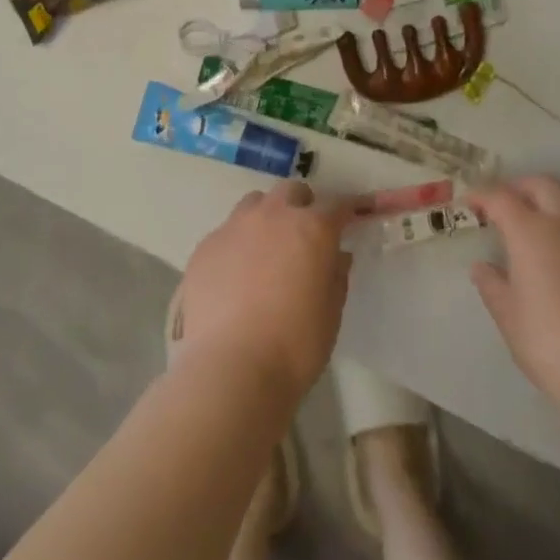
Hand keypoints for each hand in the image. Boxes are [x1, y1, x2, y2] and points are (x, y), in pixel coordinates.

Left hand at [172, 179, 350, 404]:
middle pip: (291, 192)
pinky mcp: (205, 246)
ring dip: (267, 217)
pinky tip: (235, 277)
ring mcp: (234, 227)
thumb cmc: (295, 345)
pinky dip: (237, 245)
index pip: (338, 205)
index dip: (349, 209)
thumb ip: (335, 275)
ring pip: (255, 204)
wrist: (231, 368)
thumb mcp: (331, 313)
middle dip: (302, 206)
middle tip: (305, 236)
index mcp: (312, 228)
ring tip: (266, 251)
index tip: (354, 215)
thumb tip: (335, 256)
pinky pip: (227, 232)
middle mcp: (273, 215)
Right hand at [470, 176, 559, 417]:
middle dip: (520, 187)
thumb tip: (483, 268)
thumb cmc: (549, 343)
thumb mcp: (508, 316)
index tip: (470, 203)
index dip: (482, 195)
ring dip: (557, 197)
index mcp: (532, 232)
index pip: (501, 197)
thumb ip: (492, 285)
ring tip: (545, 215)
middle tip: (506, 204)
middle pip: (543, 184)